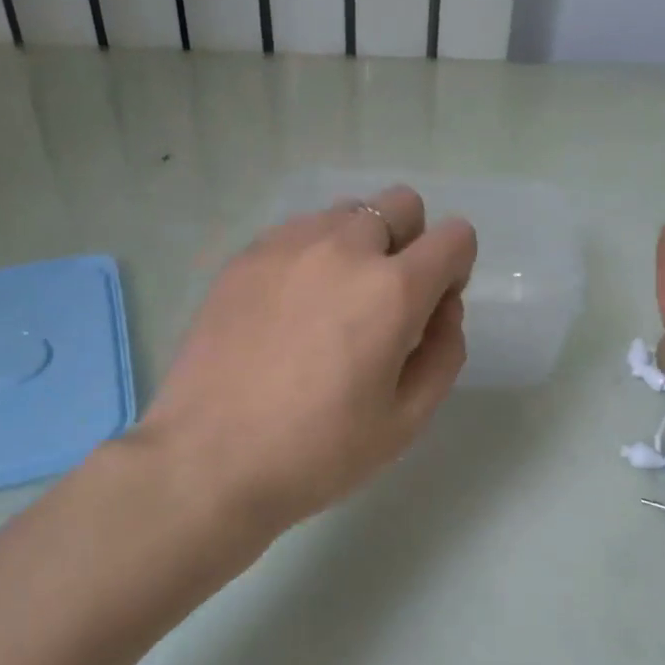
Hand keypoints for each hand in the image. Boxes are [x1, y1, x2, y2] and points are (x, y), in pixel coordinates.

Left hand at [134, 185, 477, 547]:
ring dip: (360, 245)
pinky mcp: (246, 256)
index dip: (456, 269)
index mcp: (392, 289)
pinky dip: (313, 254)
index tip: (431, 310)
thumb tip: (442, 307)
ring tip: (332, 304)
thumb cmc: (318, 451)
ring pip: (347, 213)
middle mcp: (344, 248)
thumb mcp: (407, 419)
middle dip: (411, 242)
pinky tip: (290, 308)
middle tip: (385, 302)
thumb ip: (445, 351)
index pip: (455, 236)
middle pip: (401, 204)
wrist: (208, 460)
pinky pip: (300, 231)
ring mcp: (288, 245)